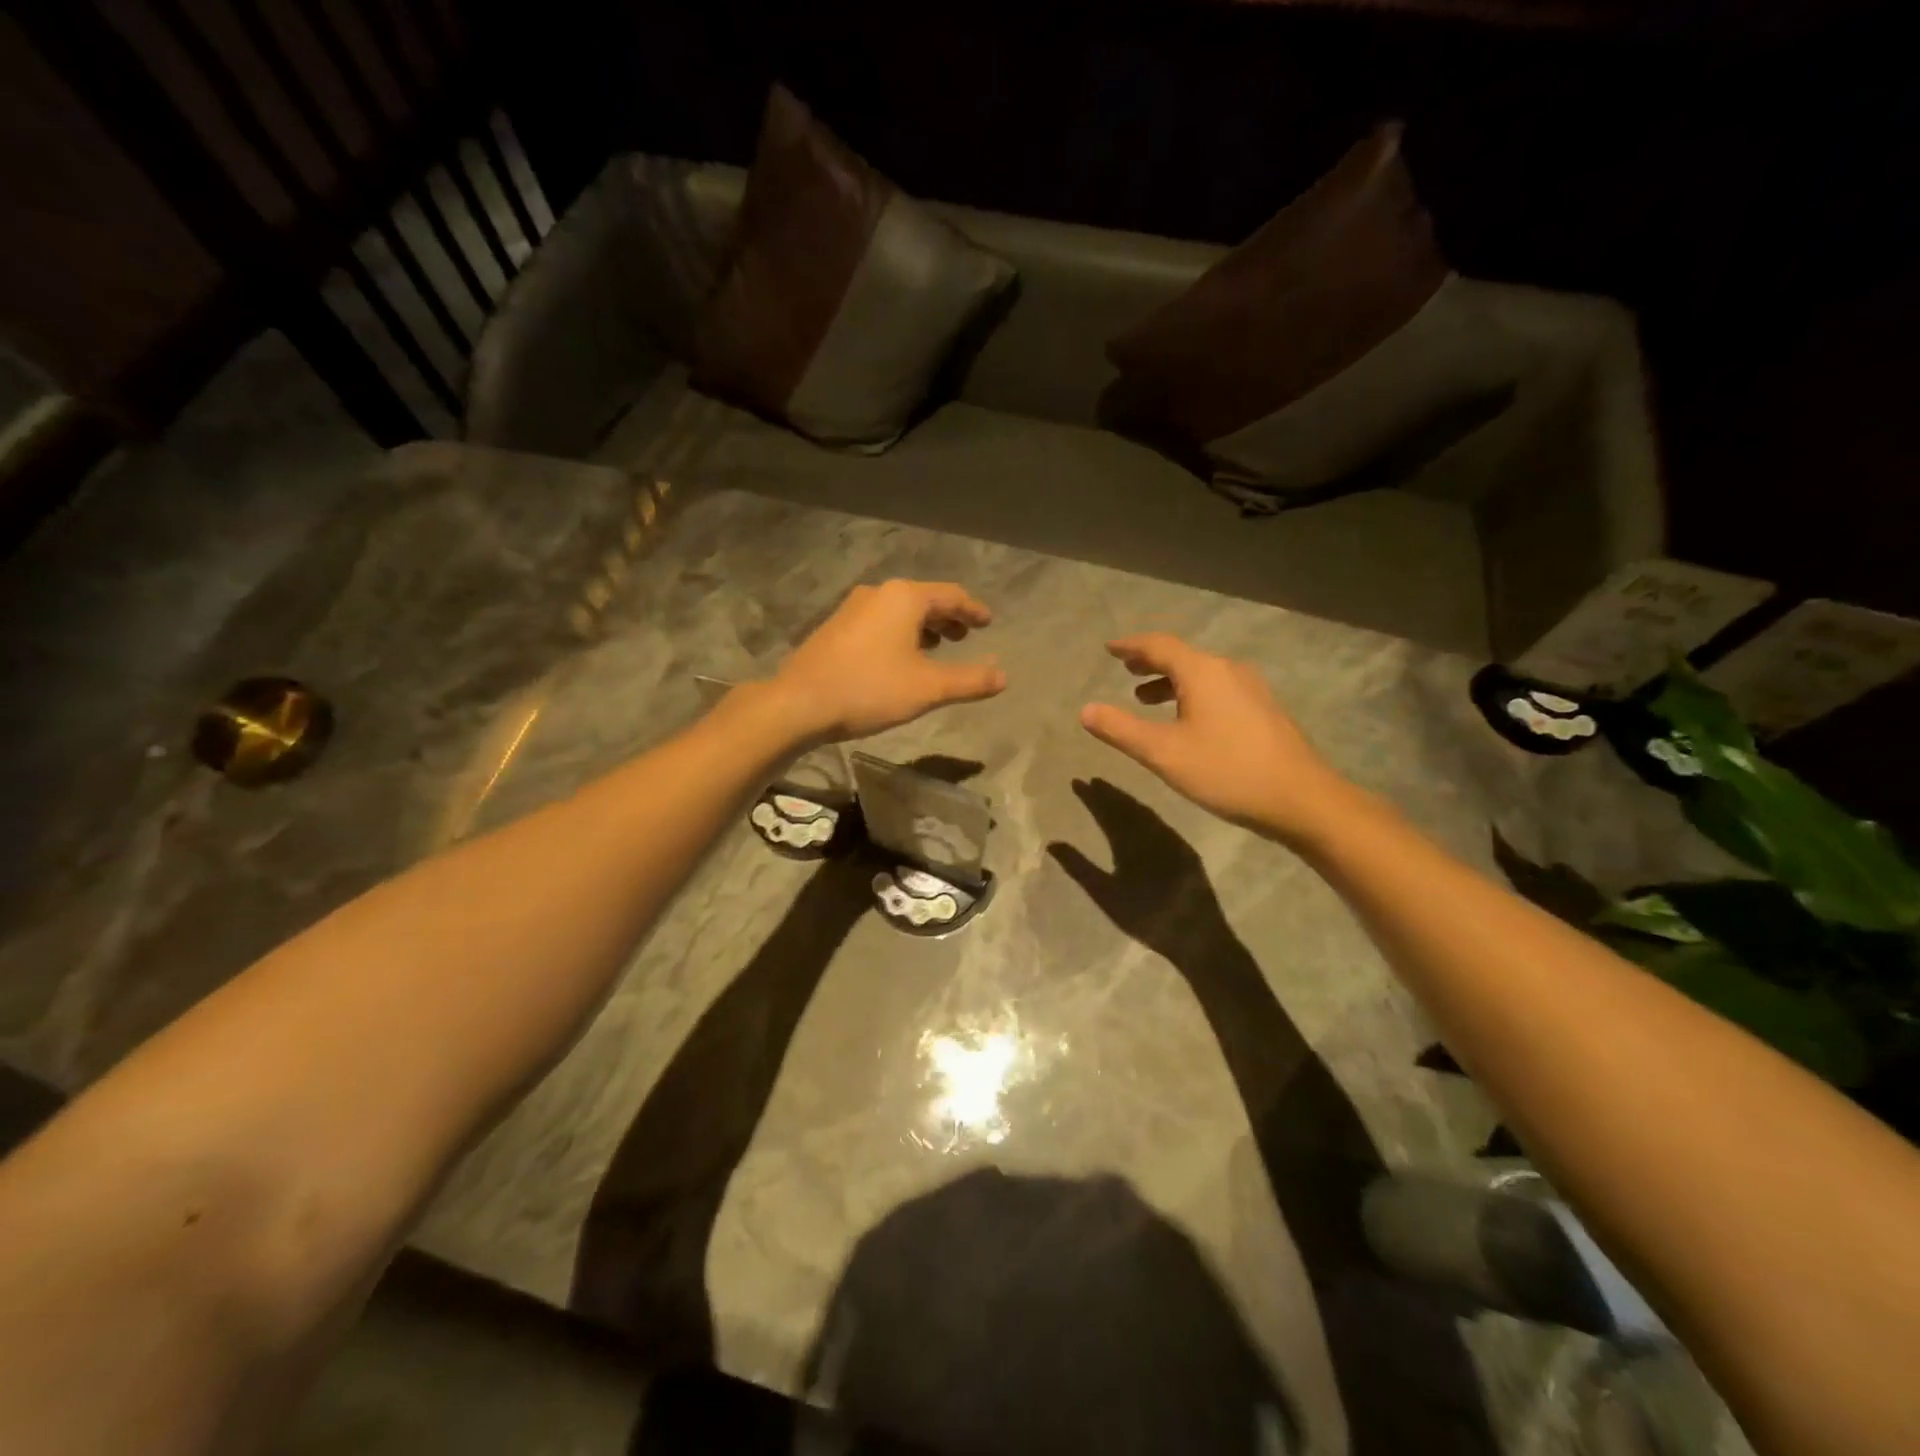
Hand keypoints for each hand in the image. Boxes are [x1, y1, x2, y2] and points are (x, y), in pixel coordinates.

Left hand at [770, 580, 1005, 742]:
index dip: (973, 610)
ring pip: (899, 611)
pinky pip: (880, 622)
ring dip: (923, 626)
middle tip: (965, 637)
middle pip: (924, 599)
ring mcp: (852, 609)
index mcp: (904, 597)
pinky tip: (901, 658)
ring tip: (937, 647)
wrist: (800, 703)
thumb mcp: (929, 688)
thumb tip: (1003, 677)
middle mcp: (878, 593)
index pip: (951, 595)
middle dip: (948, 618)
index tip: (988, 622)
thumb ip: (970, 681)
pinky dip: (900, 633)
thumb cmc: (870, 689)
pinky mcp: (835, 628)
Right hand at [1079, 633, 1352, 841]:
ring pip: (1202, 674)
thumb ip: (1121, 730)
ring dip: (1171, 681)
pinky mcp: (1263, 710)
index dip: (1131, 646)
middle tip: (1126, 669)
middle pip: (1183, 656)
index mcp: (1203, 672)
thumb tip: (1085, 710)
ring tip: (1146, 698)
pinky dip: (1192, 694)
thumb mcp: (1163, 753)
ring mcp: (1251, 689)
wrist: (1300, 798)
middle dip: (1151, 661)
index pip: (1159, 646)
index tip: (1109, 648)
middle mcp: (1228, 670)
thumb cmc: (1226, 770)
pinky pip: (1217, 689)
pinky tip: (1187, 720)